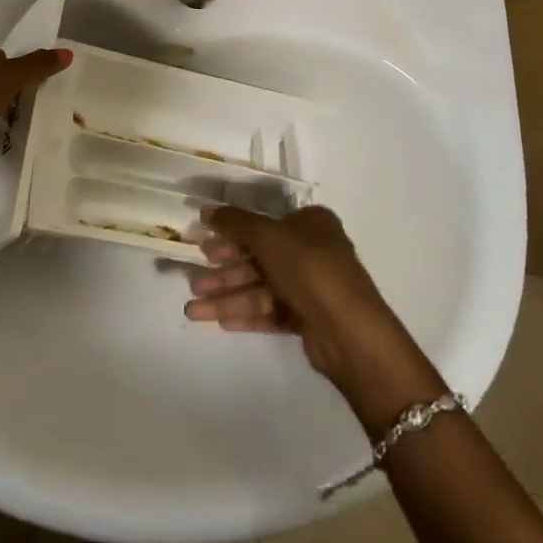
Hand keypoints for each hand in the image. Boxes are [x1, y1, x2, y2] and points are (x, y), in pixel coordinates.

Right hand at [185, 206, 443, 419]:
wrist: (350, 332)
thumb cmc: (310, 268)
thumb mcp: (268, 236)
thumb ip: (236, 223)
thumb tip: (206, 209)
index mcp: (310, 223)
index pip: (264, 224)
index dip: (232, 233)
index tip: (204, 243)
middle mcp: (311, 251)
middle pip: (258, 257)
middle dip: (224, 271)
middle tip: (194, 281)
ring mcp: (309, 287)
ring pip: (260, 287)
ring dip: (227, 296)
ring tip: (193, 308)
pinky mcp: (307, 319)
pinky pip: (269, 311)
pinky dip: (245, 314)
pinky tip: (219, 321)